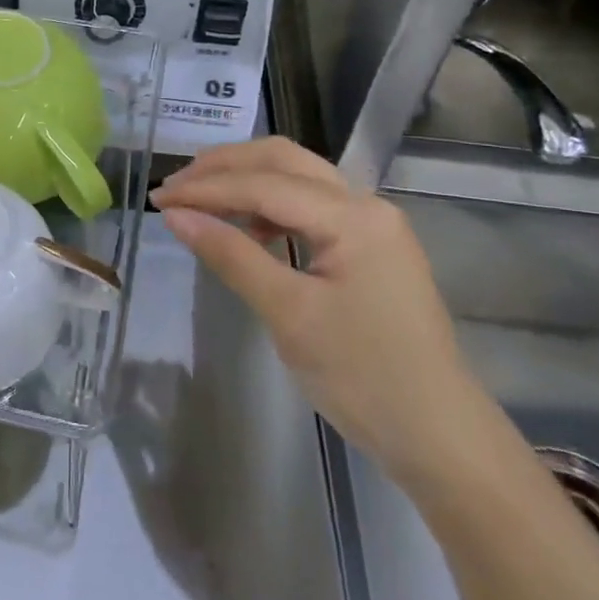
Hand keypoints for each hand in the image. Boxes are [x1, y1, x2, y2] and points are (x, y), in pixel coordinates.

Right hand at [150, 138, 487, 487]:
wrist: (440, 439)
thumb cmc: (364, 378)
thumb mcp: (289, 314)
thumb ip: (231, 255)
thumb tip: (175, 215)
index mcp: (354, 217)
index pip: (264, 184)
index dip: (206, 188)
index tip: (158, 198)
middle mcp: (366, 204)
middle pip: (284, 160)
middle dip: (224, 167)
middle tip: (176, 187)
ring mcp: (371, 224)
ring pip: (296, 177)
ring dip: (245, 179)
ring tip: (199, 200)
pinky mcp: (369, 246)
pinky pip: (309, 205)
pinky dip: (268, 204)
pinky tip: (245, 226)